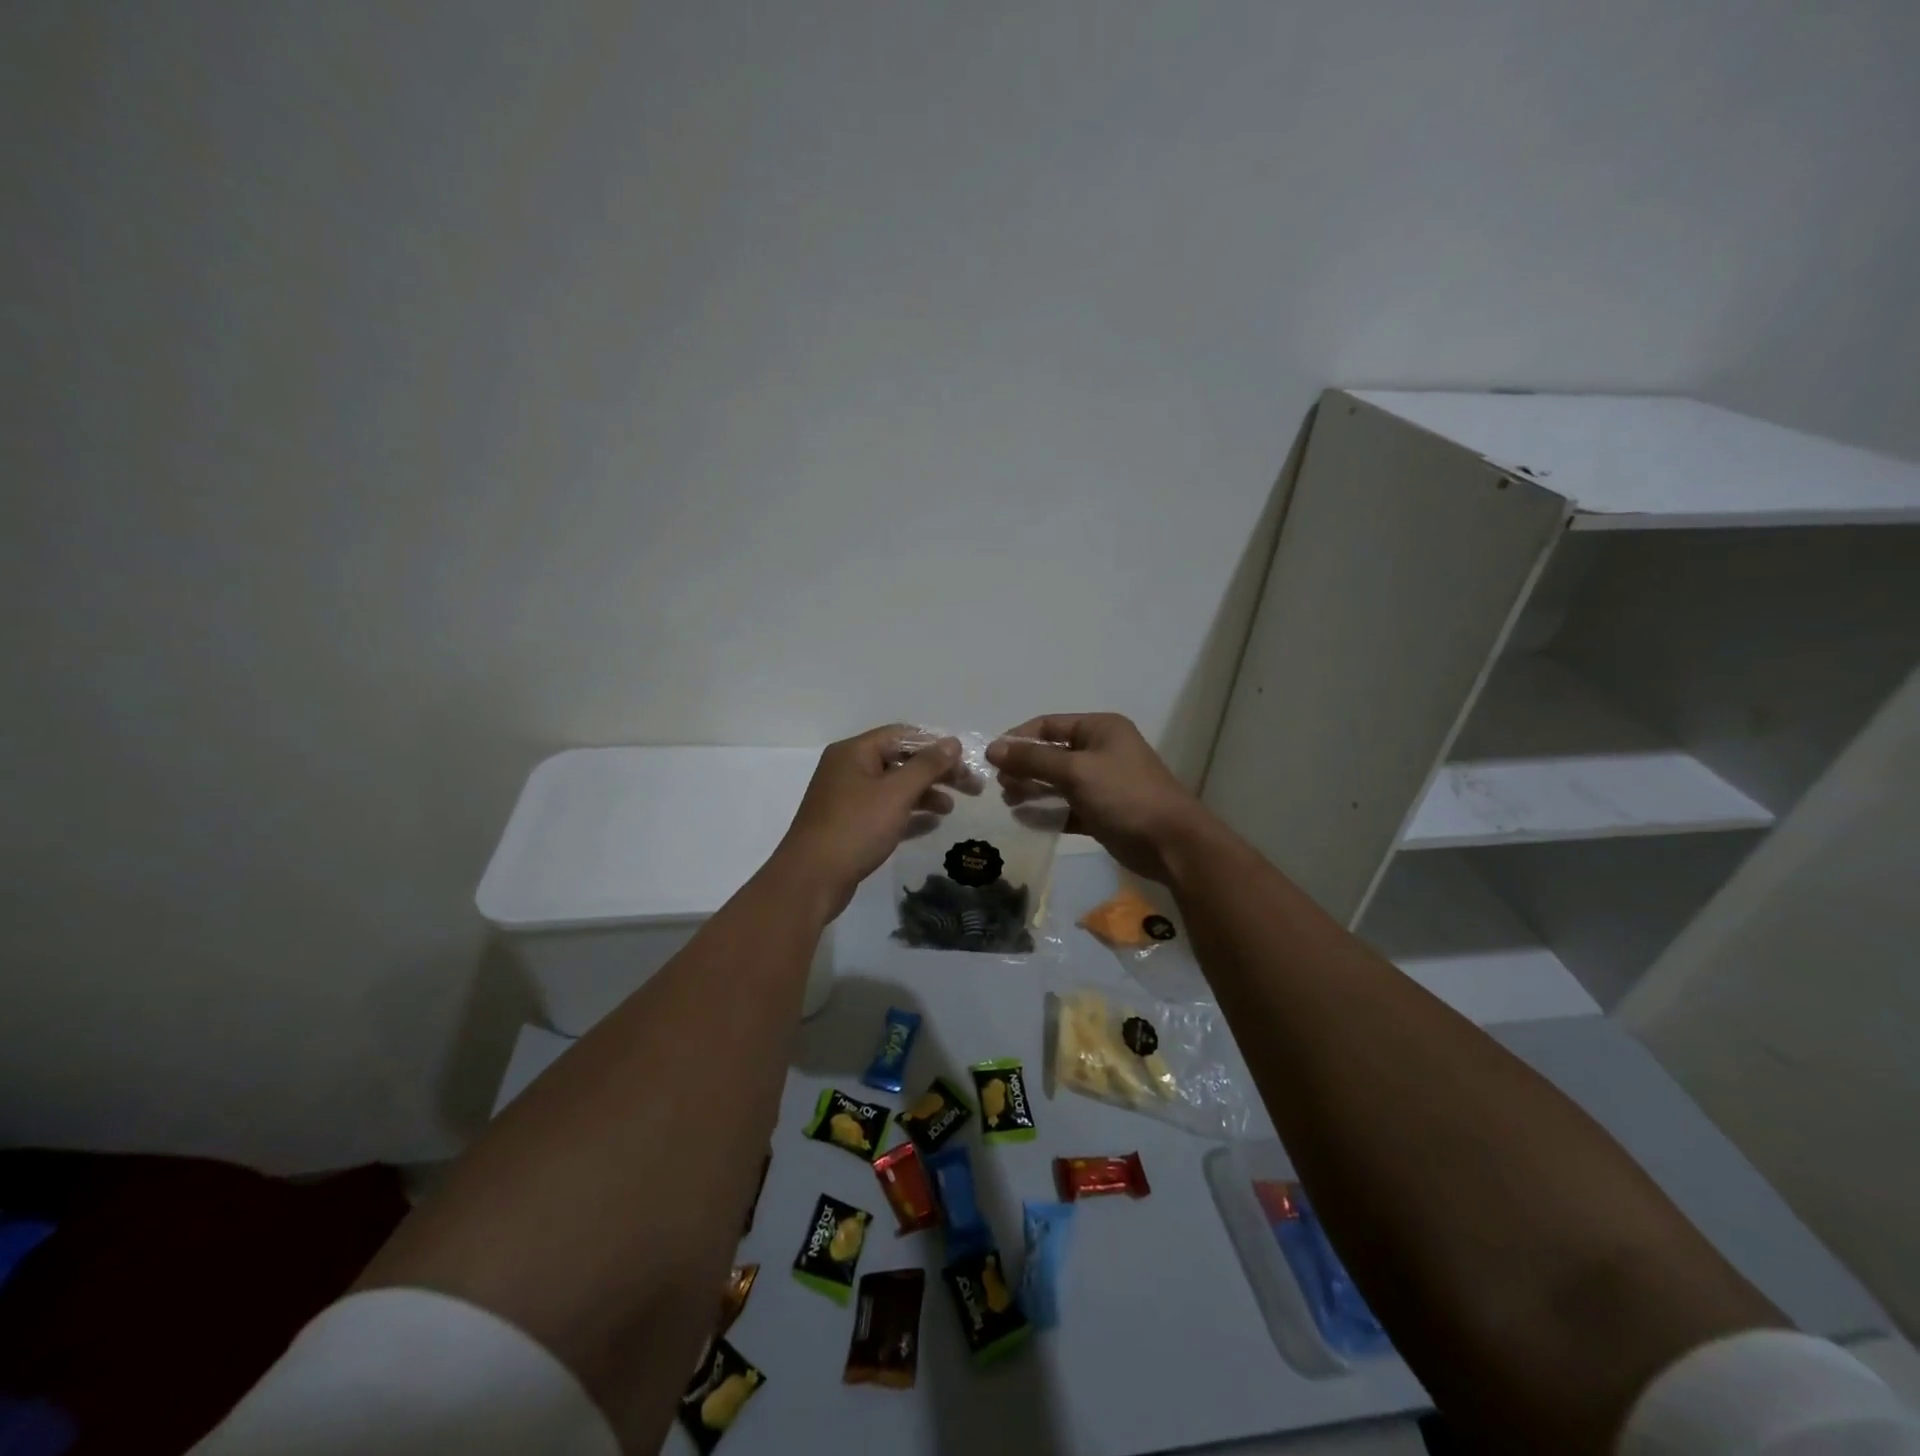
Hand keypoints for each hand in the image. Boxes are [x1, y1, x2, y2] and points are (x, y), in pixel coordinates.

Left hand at [771, 725, 962, 918]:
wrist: (811, 880)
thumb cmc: (855, 828)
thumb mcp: (896, 793)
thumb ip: (927, 766)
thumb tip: (952, 742)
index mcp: (854, 752)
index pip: (903, 735)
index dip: (937, 745)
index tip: (966, 762)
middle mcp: (849, 769)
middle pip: (901, 761)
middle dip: (936, 773)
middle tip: (971, 788)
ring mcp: (847, 798)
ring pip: (894, 788)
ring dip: (925, 794)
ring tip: (951, 809)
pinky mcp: (850, 825)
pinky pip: (886, 812)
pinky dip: (909, 815)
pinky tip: (932, 824)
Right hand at [987, 713, 1213, 883]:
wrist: (1171, 843)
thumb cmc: (1124, 795)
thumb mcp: (1075, 771)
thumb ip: (1033, 759)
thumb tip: (993, 749)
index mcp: (1100, 729)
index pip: (1048, 724)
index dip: (1018, 739)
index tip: (991, 759)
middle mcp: (1101, 750)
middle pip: (1051, 753)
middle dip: (1024, 767)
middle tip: (999, 786)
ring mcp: (1102, 782)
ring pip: (1057, 781)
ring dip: (1032, 789)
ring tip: (1008, 802)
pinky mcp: (1102, 812)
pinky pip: (1067, 807)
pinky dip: (1048, 812)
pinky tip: (1025, 820)